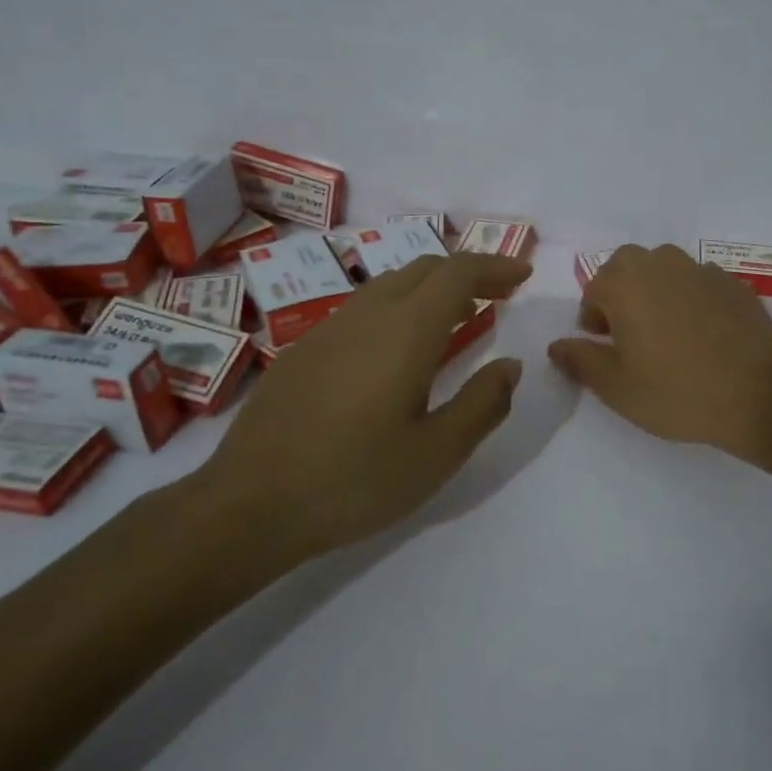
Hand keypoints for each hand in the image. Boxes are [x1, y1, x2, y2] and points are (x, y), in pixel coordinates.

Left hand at [181, 251, 531, 591]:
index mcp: (406, 331)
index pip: (458, 272)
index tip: (522, 275)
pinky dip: (399, 307)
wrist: (249, 504)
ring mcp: (329, 328)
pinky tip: (399, 349)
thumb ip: (483, 403)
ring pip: (391, 284)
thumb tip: (510, 365)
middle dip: (467, 273)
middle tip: (498, 296)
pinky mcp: (304, 349)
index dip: (495, 266)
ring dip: (431, 288)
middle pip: (425, 268)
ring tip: (457, 317)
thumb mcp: (437, 453)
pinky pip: (364, 307)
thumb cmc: (354, 480)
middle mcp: (368, 314)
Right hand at [548, 244, 771, 461]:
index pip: (594, 288)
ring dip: (654, 287)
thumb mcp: (617, 388)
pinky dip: (689, 295)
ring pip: (664, 266)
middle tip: (628, 331)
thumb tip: (556, 345)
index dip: (592, 316)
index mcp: (625, 285)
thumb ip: (581, 360)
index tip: (602, 343)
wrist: (758, 395)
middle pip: (627, 265)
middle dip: (620, 291)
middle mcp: (660, 265)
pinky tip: (701, 330)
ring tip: (665, 327)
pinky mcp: (733, 282)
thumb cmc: (677, 393)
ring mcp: (701, 270)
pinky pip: (698, 279)